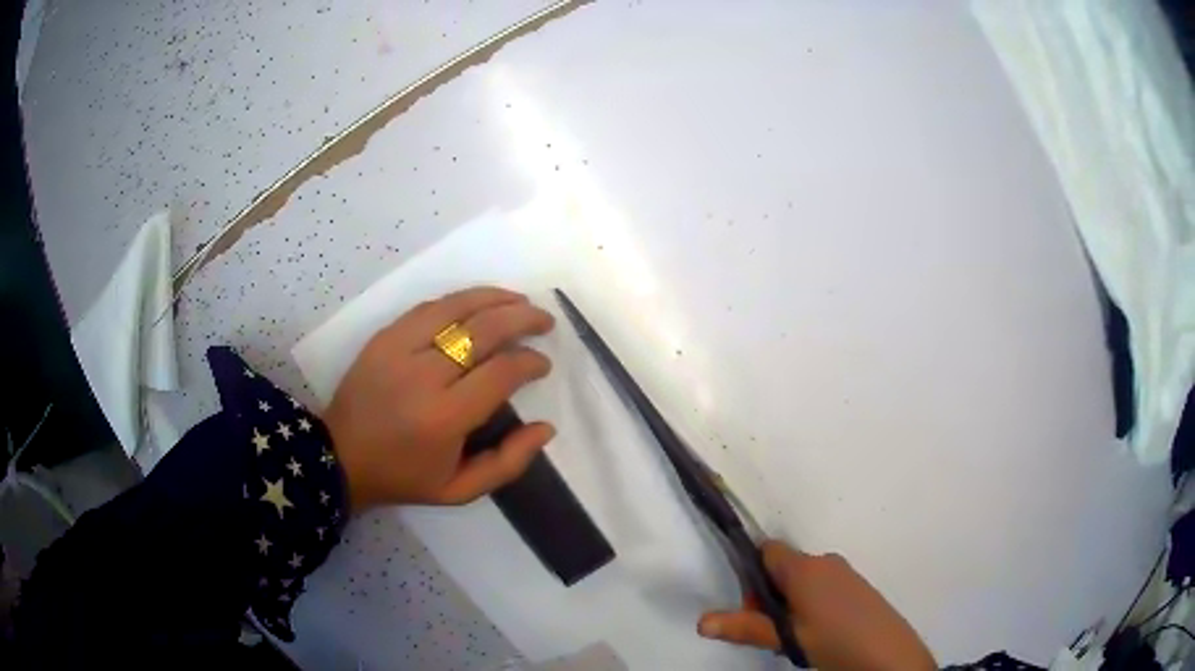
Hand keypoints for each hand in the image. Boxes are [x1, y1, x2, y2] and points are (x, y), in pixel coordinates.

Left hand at [324, 286, 555, 510]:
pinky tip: (478, 302)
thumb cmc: (404, 477)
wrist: (342, 456)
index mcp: (445, 418)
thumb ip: (508, 463)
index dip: (530, 362)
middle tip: (544, 321)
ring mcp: (398, 349)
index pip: (501, 372)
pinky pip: (428, 308)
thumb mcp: (460, 489)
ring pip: (456, 308)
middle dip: (522, 319)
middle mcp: (423, 376)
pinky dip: (460, 300)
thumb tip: (546, 427)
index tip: (542, 364)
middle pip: (483, 330)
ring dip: (495, 298)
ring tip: (520, 301)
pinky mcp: (383, 337)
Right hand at [698, 541, 935, 670]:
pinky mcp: (856, 586)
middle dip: (769, 596)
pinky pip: (822, 586)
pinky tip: (817, 633)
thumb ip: (746, 627)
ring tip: (795, 637)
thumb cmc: (834, 639)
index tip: (753, 608)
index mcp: (805, 567)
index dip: (751, 575)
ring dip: (790, 604)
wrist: (889, 654)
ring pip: (803, 580)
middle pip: (783, 568)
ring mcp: (844, 573)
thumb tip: (701, 622)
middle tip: (772, 631)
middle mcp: (825, 561)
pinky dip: (810, 605)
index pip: (766, 550)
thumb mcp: (787, 638)